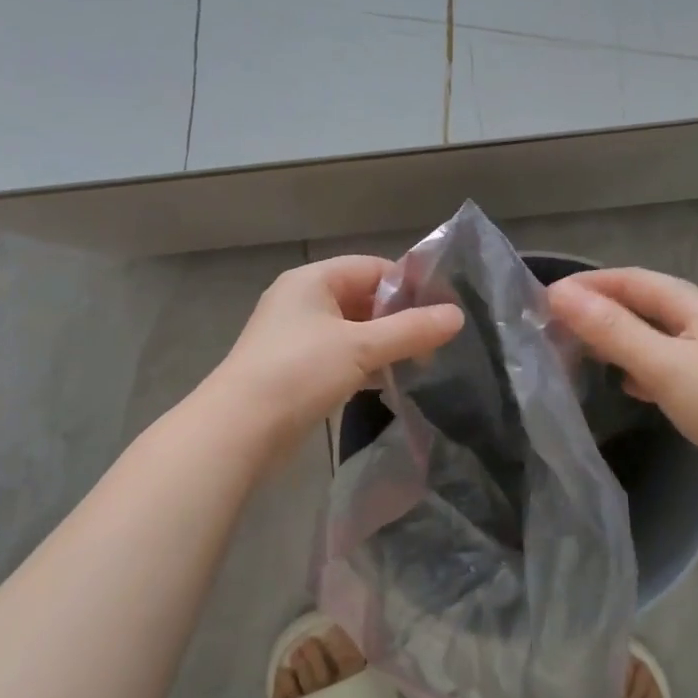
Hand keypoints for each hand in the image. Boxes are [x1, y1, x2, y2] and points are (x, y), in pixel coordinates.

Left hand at [209, 256, 463, 450]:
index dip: (408, 284)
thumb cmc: (300, 372)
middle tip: (437, 341)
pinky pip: (339, 356)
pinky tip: (387, 382)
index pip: (372, 267)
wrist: (240, 429)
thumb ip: (410, 330)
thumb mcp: (361, 347)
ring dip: (383, 344)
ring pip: (352, 331)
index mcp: (312, 280)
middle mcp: (301, 301)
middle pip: (362, 298)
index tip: (444, 308)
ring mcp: (295, 337)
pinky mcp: (294, 370)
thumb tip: (457, 316)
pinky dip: (364, 365)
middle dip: (399, 318)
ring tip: (420, 363)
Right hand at [546, 267, 697, 502]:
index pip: (634, 280)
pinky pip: (668, 366)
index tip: (547, 297)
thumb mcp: (663, 364)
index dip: (590, 283)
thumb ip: (611, 330)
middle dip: (602, 309)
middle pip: (646, 304)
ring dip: (619, 338)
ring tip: (583, 350)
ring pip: (656, 336)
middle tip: (558, 325)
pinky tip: (629, 385)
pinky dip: (641, 367)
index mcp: (697, 307)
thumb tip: (560, 294)